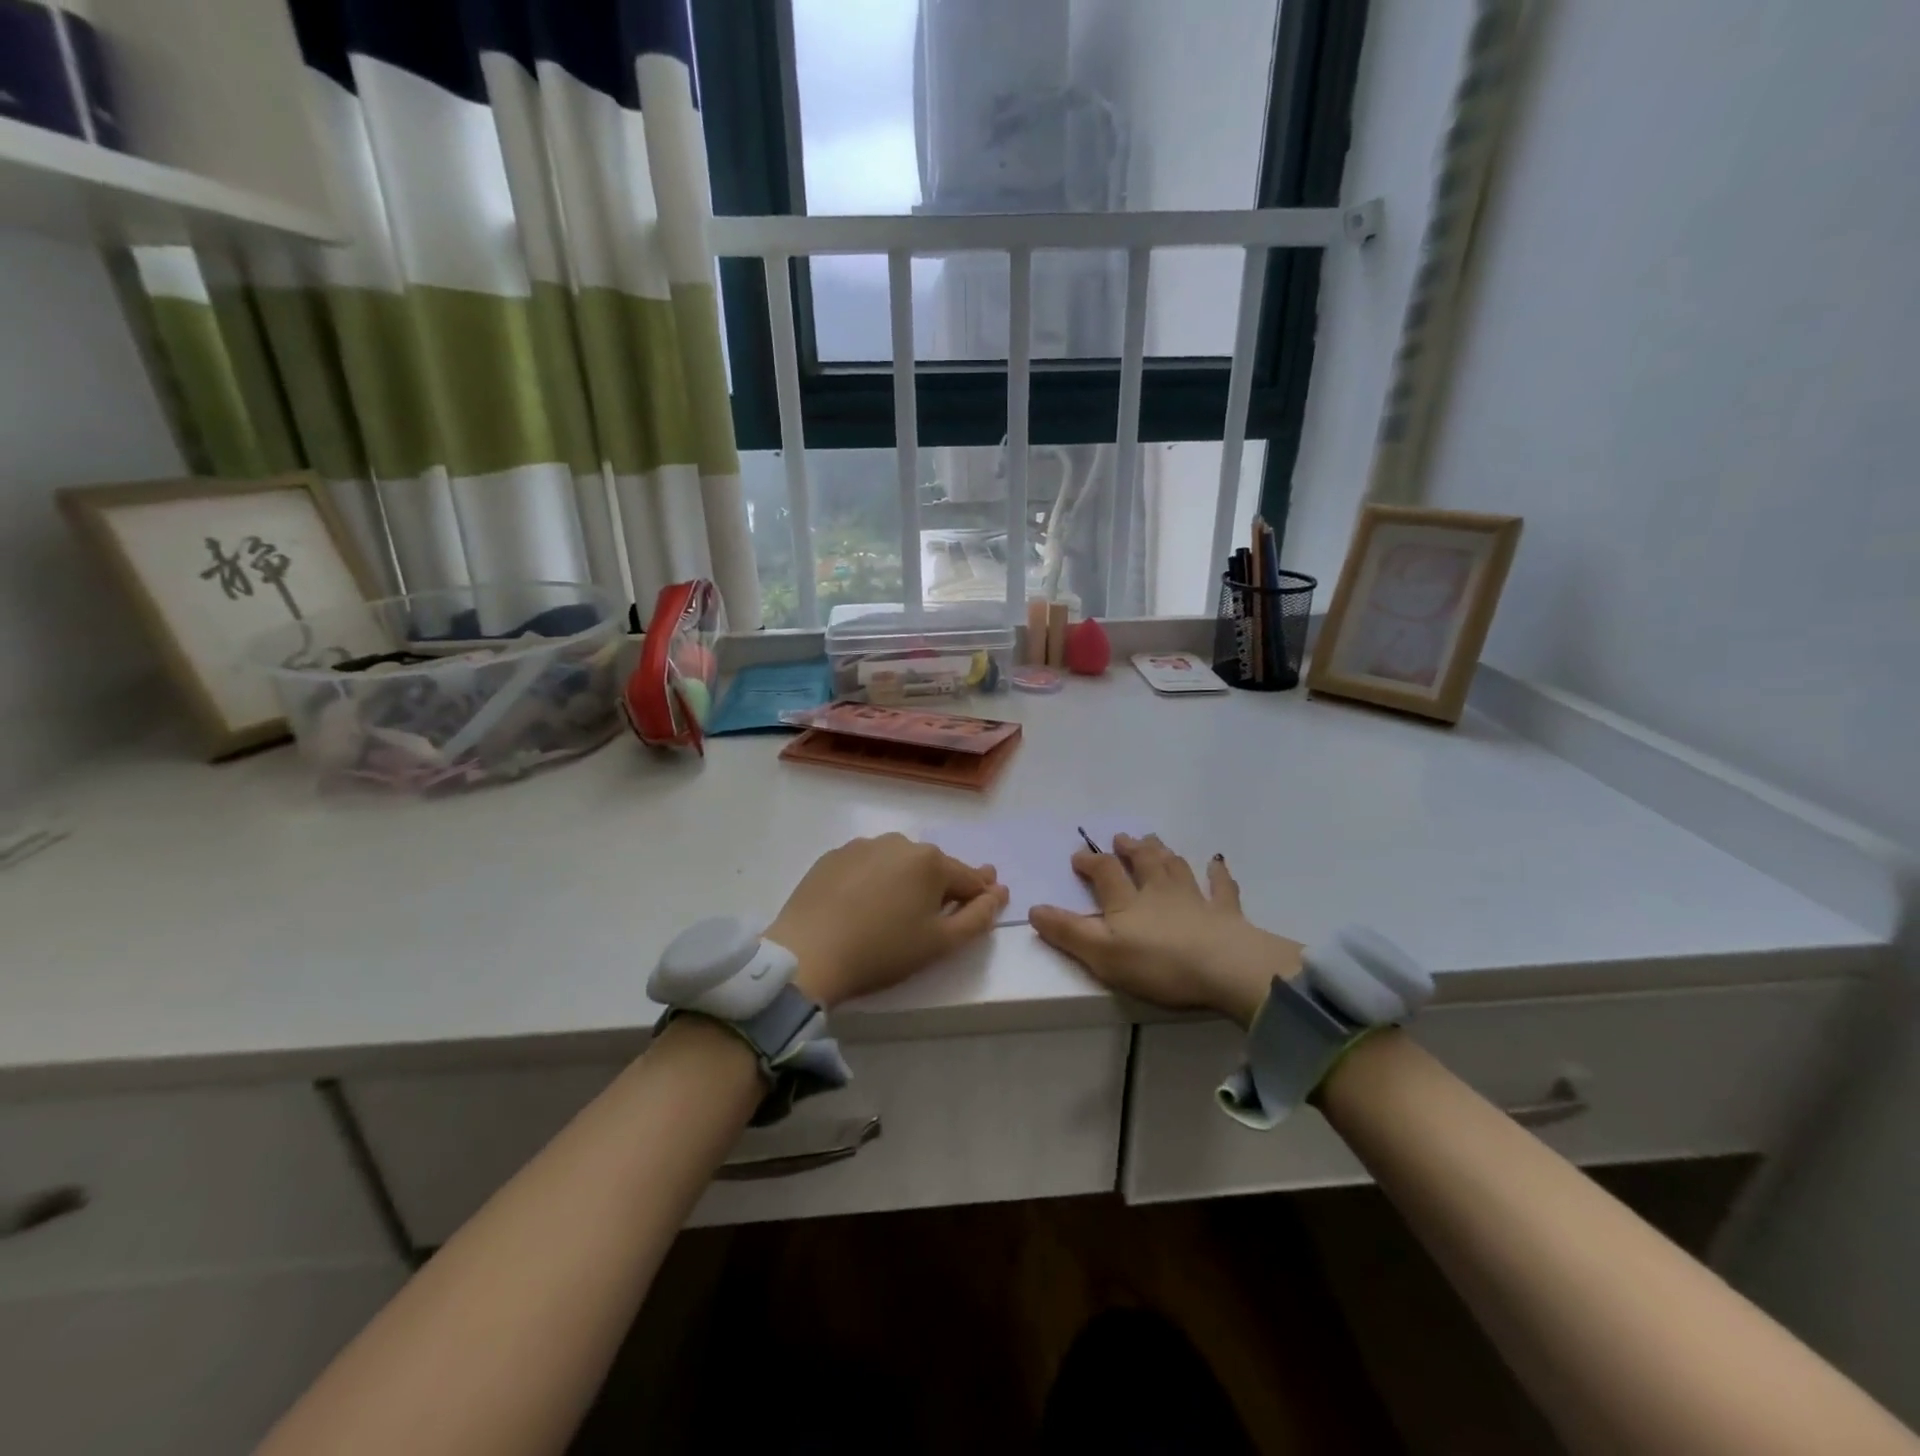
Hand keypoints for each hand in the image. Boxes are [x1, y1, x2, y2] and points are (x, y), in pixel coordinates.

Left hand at [769, 835, 1008, 1008]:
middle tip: (936, 914)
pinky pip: (867, 866)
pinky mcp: (833, 856)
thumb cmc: (883, 951)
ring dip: (906, 880)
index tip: (988, 900)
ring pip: (898, 863)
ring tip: (895, 912)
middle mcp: (900, 843)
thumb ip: (978, 917)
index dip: (980, 893)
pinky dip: (873, 880)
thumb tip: (998, 892)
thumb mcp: (941, 943)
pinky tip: (863, 905)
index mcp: (931, 861)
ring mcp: (863, 846)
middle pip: (933, 867)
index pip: (968, 878)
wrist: (808, 953)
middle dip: (941, 886)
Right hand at [1030, 834, 1301, 1024]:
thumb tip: (1034, 909)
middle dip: (1130, 848)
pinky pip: (1221, 888)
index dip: (1090, 862)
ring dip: (1164, 853)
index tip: (1078, 856)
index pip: (1105, 872)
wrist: (1224, 967)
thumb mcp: (1102, 953)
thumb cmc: (1158, 963)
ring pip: (1176, 867)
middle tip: (1122, 836)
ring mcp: (1195, 899)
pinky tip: (1217, 863)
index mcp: (1127, 901)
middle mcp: (1159, 891)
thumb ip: (1068, 931)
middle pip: (1143, 861)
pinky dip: (1218, 874)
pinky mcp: (1226, 914)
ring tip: (1156, 841)